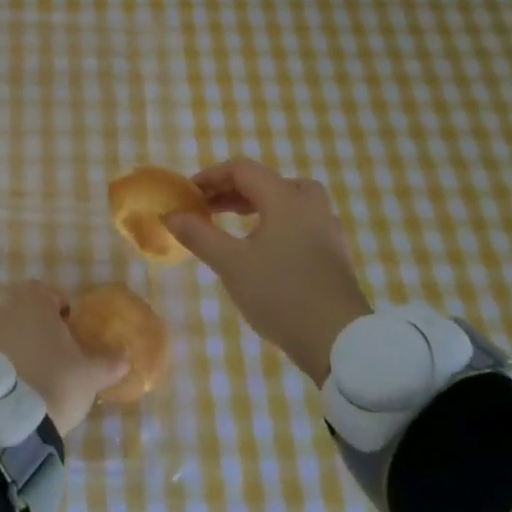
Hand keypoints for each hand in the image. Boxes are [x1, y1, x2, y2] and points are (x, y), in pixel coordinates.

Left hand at [0, 281, 126, 433]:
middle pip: (23, 314)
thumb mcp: (90, 374)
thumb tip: (124, 357)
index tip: (69, 333)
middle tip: (54, 360)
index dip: (59, 310)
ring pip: (4, 336)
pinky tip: (12, 393)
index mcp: (33, 301)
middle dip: (37, 332)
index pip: (46, 293)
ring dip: (17, 351)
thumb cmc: (55, 380)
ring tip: (32, 381)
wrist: (5, 418)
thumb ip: (108, 362)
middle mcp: (2, 309)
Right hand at [163, 158, 371, 381]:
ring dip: (254, 205)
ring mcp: (326, 228)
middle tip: (208, 208)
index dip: (211, 176)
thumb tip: (171, 214)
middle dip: (232, 190)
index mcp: (285, 198)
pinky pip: (299, 221)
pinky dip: (274, 222)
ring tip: (230, 225)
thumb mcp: (230, 264)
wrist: (340, 341)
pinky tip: (261, 249)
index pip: (243, 170)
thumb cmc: (281, 294)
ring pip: (286, 200)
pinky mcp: (333, 252)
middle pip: (267, 181)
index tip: (188, 193)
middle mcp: (310, 204)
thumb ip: (198, 234)